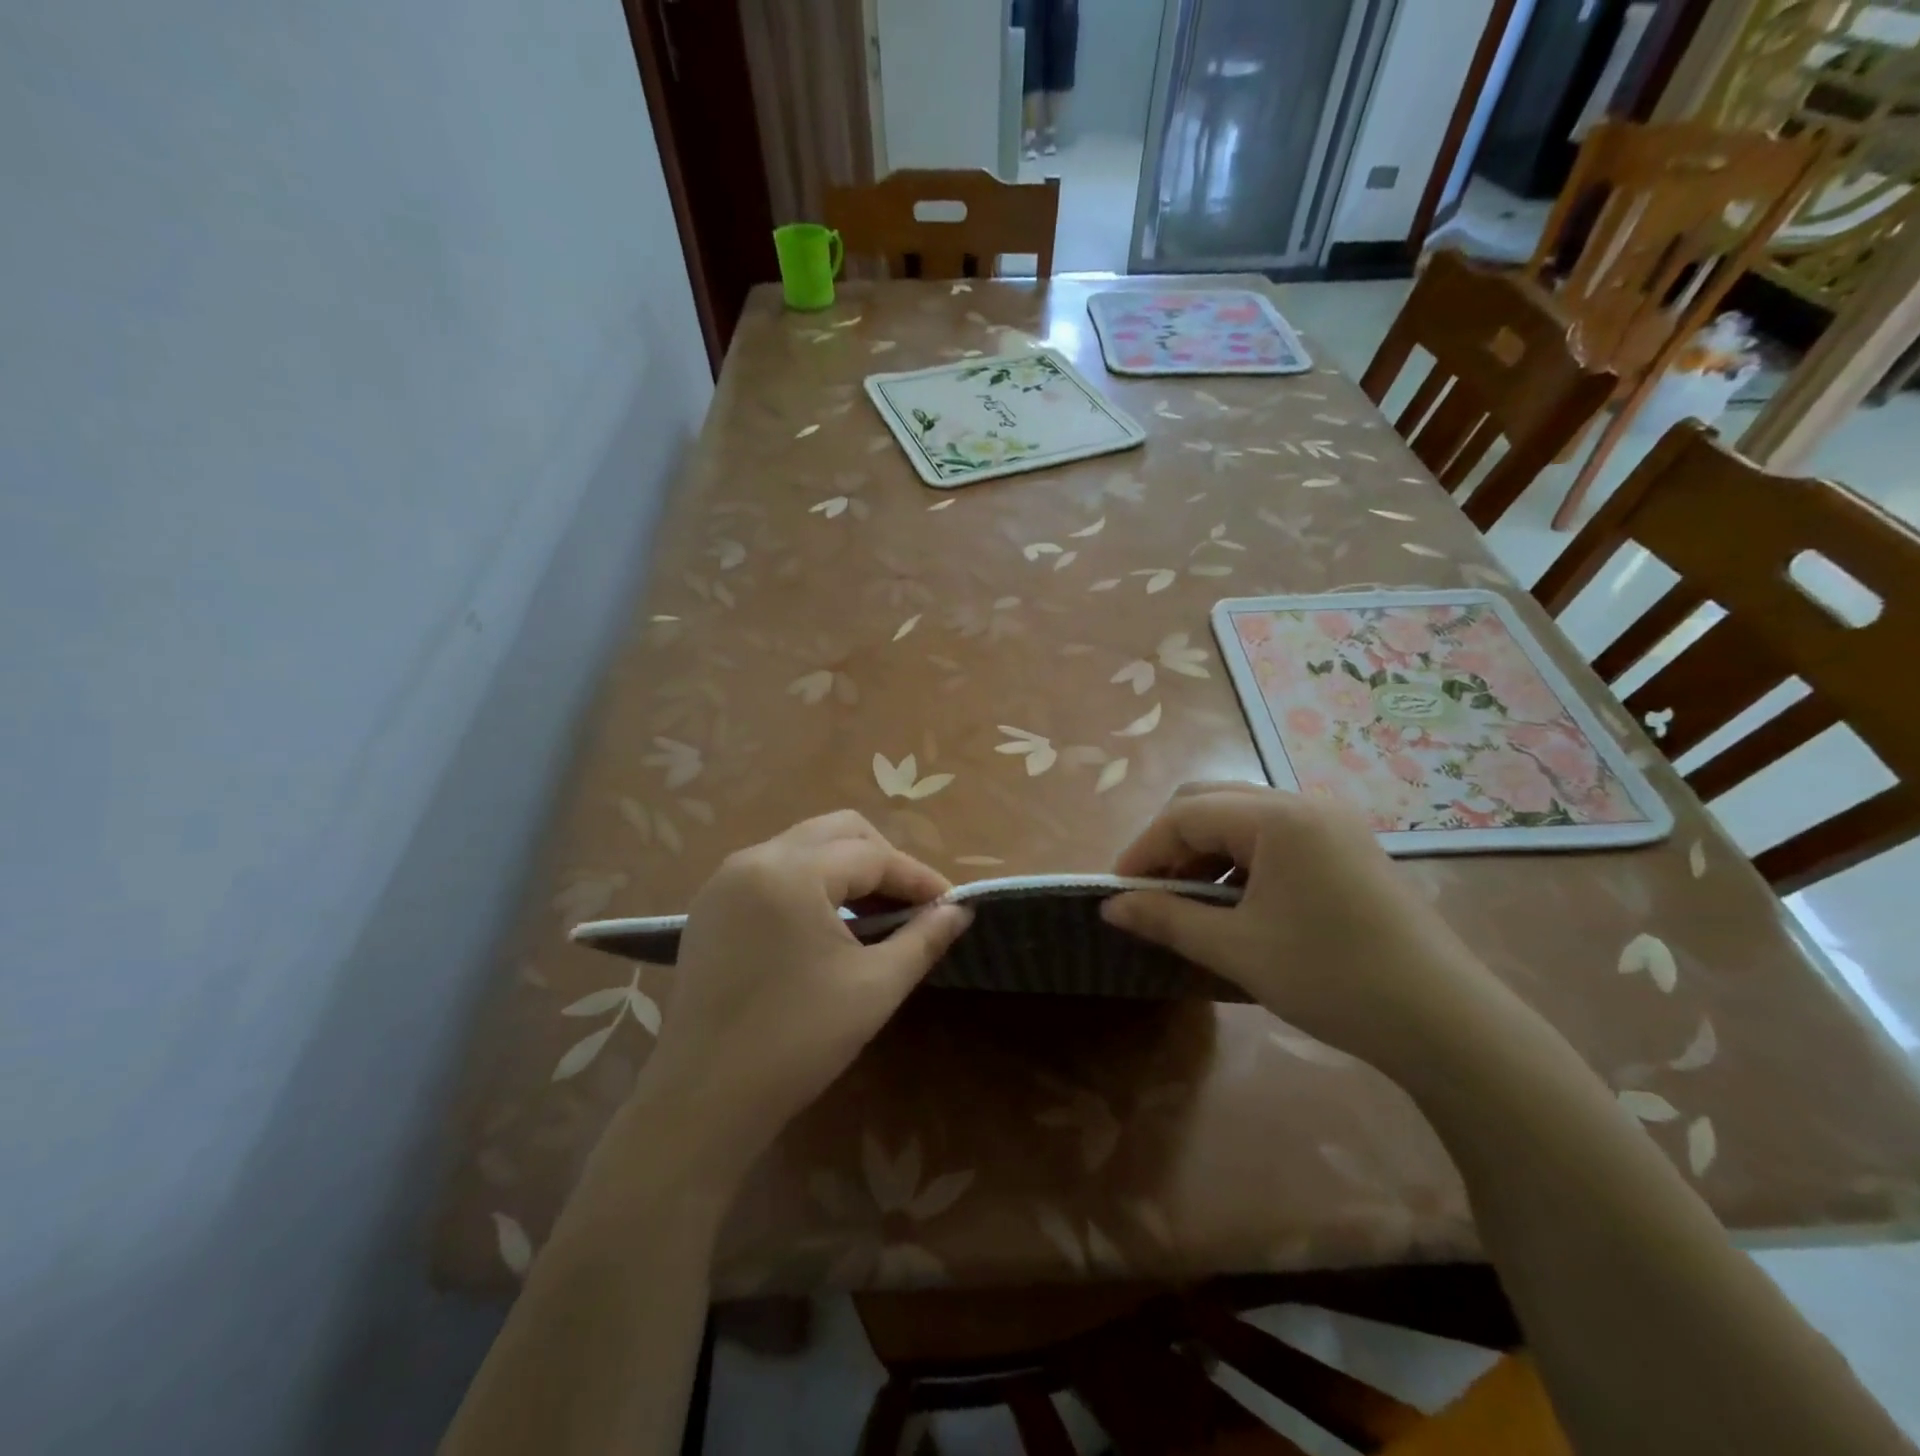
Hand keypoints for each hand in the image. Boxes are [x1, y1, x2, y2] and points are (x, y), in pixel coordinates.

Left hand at [635, 812, 971, 1168]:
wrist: (703, 1100)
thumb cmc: (798, 1041)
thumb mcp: (875, 987)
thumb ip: (924, 938)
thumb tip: (961, 910)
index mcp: (792, 871)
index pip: (872, 855)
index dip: (917, 878)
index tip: (951, 904)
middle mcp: (754, 859)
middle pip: (836, 832)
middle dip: (883, 860)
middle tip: (911, 904)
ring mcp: (725, 880)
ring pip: (803, 847)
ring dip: (846, 869)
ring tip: (875, 915)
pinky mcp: (710, 907)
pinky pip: (774, 871)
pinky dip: (810, 883)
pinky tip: (827, 925)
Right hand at [1101, 784, 1502, 1070]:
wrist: (1446, 1023)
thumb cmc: (1331, 978)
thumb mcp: (1237, 949)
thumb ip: (1166, 919)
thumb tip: (1110, 907)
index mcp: (1277, 816)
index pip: (1185, 814)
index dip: (1142, 850)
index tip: (1117, 892)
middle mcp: (1304, 803)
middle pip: (1211, 802)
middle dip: (1171, 844)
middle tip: (1149, 893)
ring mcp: (1331, 824)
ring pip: (1242, 819)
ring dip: (1205, 852)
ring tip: (1188, 904)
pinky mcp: (1347, 848)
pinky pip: (1274, 838)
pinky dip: (1240, 862)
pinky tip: (1236, 905)